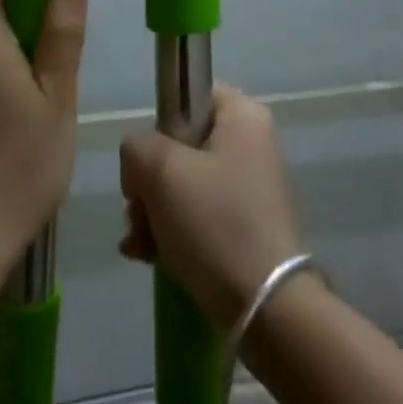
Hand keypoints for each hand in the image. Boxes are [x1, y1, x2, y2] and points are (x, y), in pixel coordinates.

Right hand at [118, 86, 301, 327]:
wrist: (266, 307)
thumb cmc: (214, 222)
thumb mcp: (160, 170)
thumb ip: (137, 146)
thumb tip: (140, 163)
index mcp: (243, 116)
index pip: (189, 96)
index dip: (159, 126)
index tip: (146, 163)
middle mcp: (252, 143)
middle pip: (181, 146)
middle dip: (149, 183)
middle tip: (137, 213)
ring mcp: (251, 187)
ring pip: (185, 185)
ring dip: (154, 212)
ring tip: (139, 245)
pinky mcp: (247, 226)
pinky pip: (199, 215)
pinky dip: (172, 233)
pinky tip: (149, 258)